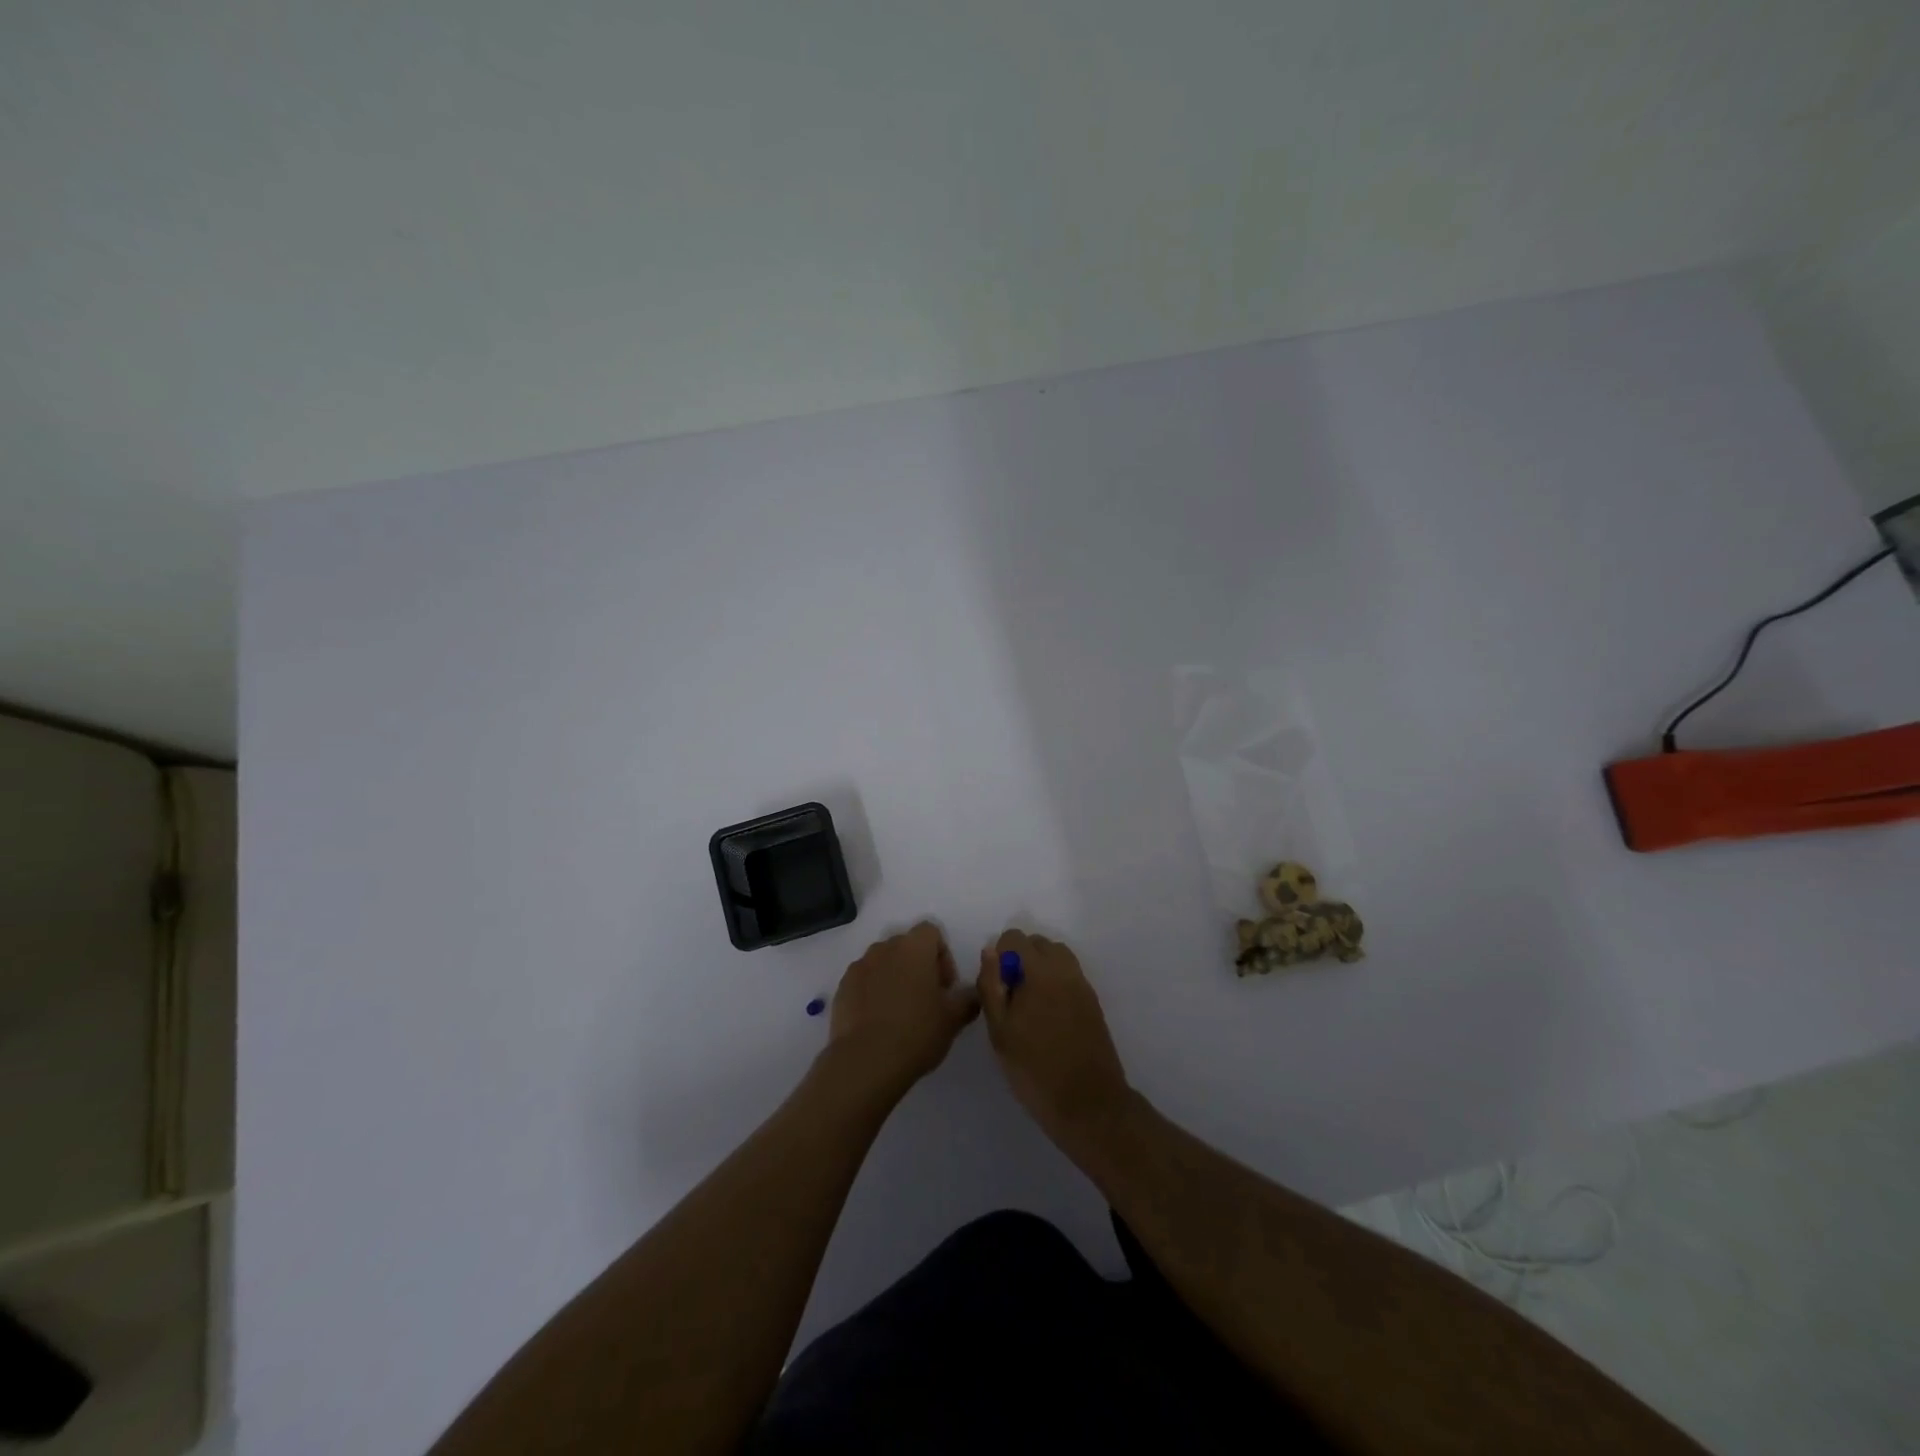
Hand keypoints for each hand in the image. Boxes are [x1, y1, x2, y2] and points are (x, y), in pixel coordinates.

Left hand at [826, 923, 977, 1100]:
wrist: (866, 1061)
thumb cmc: (917, 1032)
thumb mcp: (953, 1019)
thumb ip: (967, 999)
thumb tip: (971, 994)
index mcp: (914, 947)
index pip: (931, 932)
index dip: (942, 956)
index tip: (945, 987)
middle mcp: (885, 948)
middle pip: (906, 946)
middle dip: (918, 966)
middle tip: (926, 1000)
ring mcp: (860, 966)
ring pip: (883, 962)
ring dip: (894, 978)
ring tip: (900, 1013)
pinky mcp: (842, 987)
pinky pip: (863, 980)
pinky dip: (872, 992)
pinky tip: (878, 1022)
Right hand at [975, 931, 1131, 1159]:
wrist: (1088, 1103)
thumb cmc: (1035, 1068)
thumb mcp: (1000, 1030)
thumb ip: (991, 986)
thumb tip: (990, 952)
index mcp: (1041, 971)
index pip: (1016, 938)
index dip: (1000, 956)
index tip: (996, 987)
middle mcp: (1066, 969)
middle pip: (1039, 944)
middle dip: (1020, 960)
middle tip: (1010, 997)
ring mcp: (1083, 985)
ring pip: (1057, 958)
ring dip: (1039, 970)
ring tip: (1028, 1006)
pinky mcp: (1093, 1003)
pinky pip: (1069, 977)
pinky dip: (1055, 983)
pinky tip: (1046, 1018)